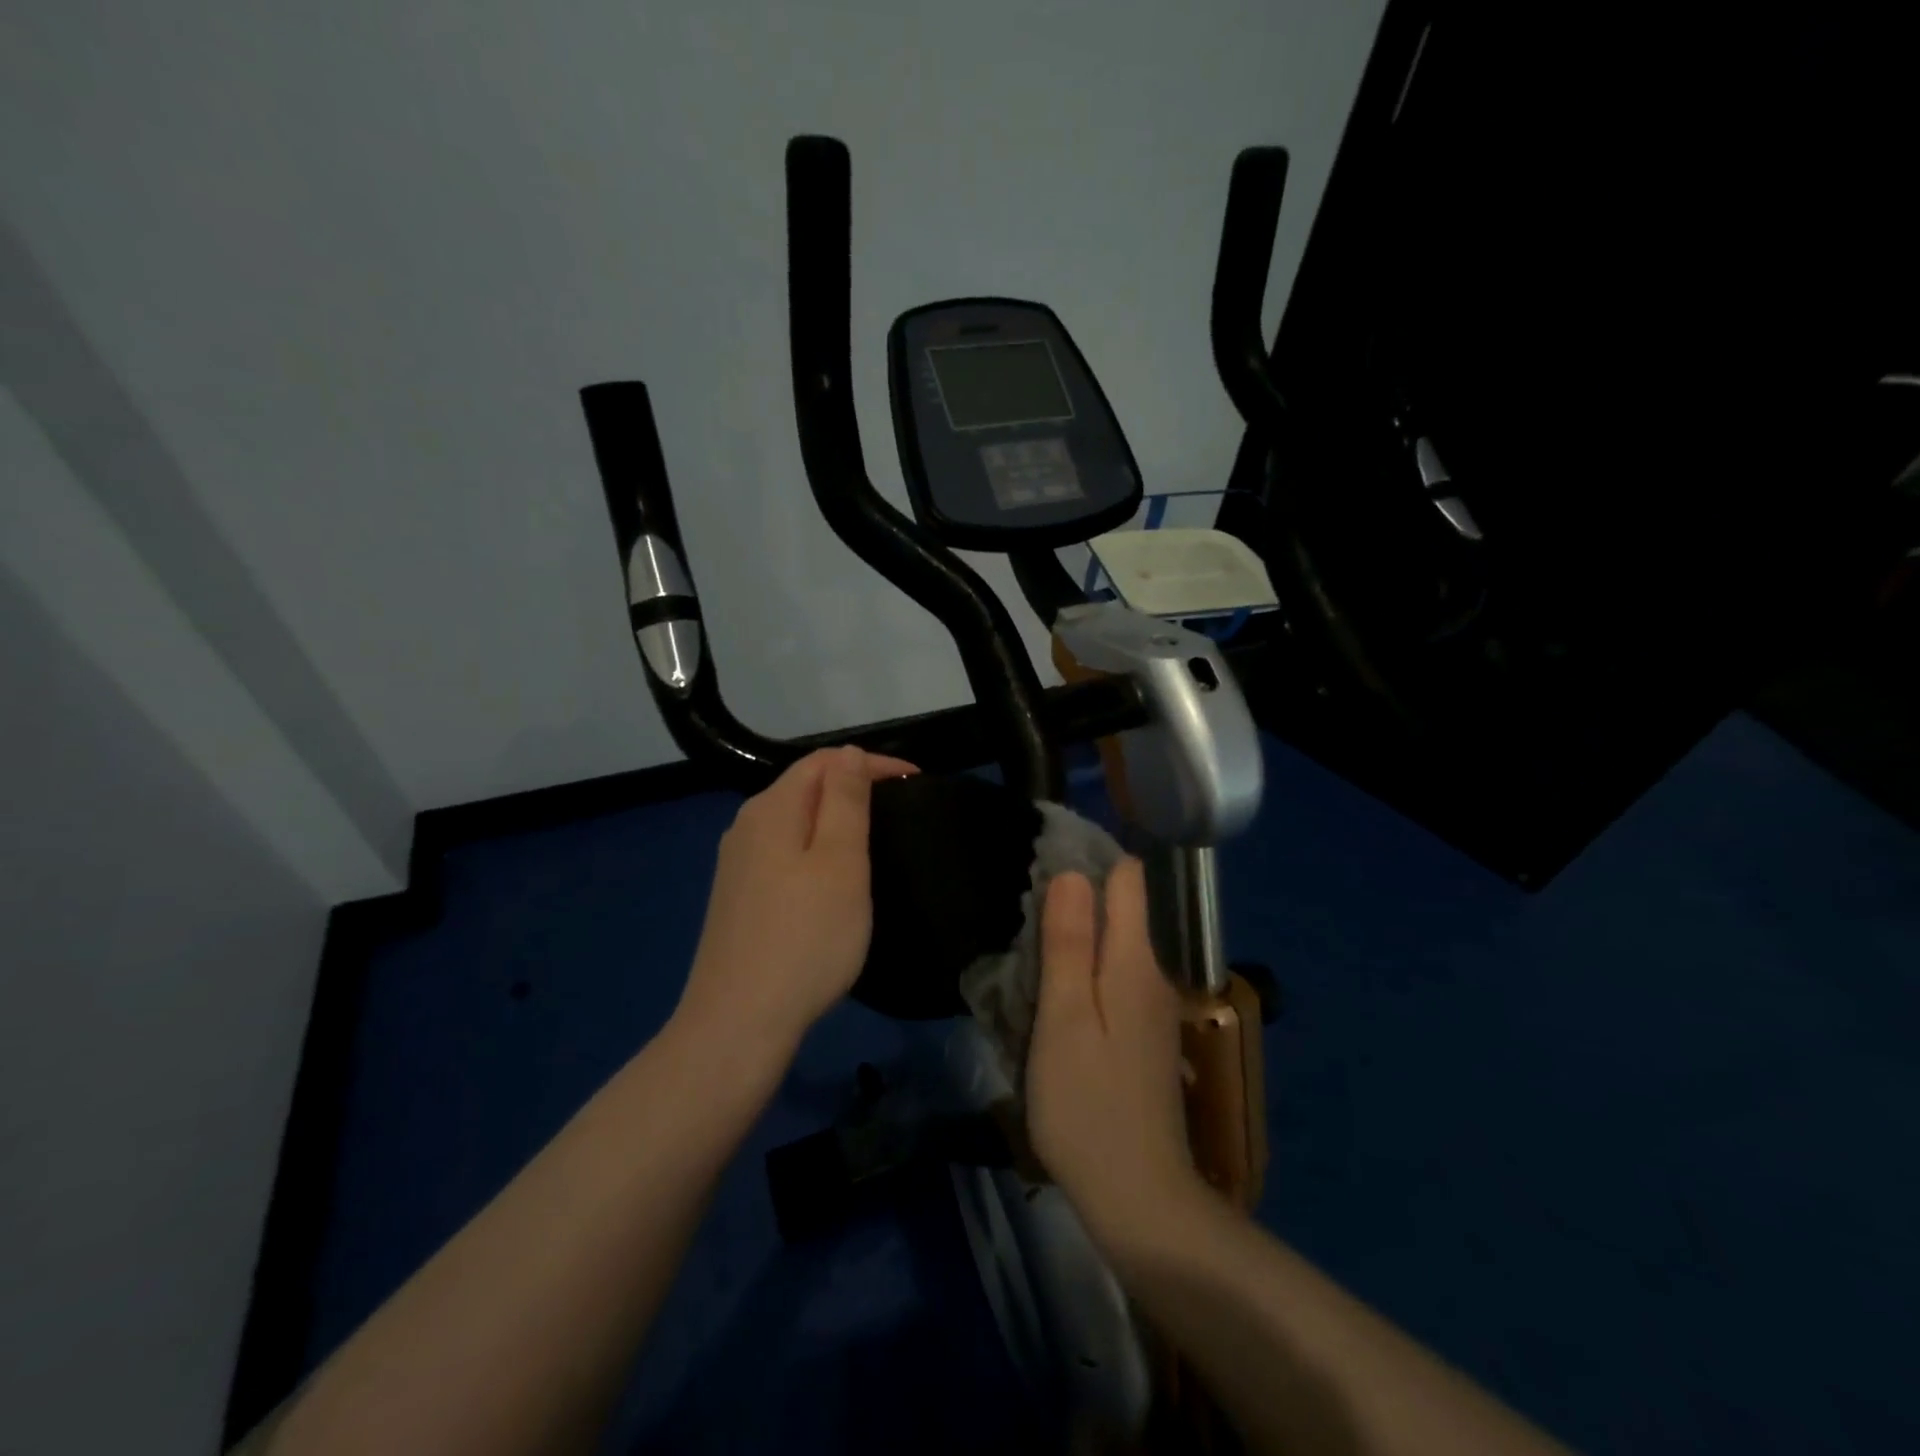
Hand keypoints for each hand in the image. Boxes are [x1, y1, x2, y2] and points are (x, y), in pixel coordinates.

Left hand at [674, 746, 916, 1058]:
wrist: (738, 1022)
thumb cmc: (805, 938)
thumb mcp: (840, 863)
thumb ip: (845, 801)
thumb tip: (848, 754)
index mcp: (772, 809)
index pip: (824, 761)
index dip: (871, 763)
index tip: (915, 782)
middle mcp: (746, 826)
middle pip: (805, 786)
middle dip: (853, 787)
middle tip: (899, 810)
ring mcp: (736, 864)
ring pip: (793, 821)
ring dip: (834, 819)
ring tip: (873, 839)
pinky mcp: (737, 897)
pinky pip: (783, 852)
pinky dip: (814, 849)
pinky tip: (830, 878)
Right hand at [1026, 860, 1204, 1247]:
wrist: (1140, 1199)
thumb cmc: (1087, 1104)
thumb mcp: (1064, 1017)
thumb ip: (1070, 942)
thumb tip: (1073, 873)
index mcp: (1135, 961)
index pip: (1128, 877)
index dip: (1089, 860)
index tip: (1043, 862)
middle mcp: (1153, 975)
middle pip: (1120, 910)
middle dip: (1075, 901)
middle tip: (1020, 915)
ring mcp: (1153, 1009)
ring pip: (1113, 948)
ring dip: (1075, 941)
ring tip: (1027, 954)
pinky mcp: (1144, 1038)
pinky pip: (1114, 981)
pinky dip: (1084, 975)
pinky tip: (1053, 1000)